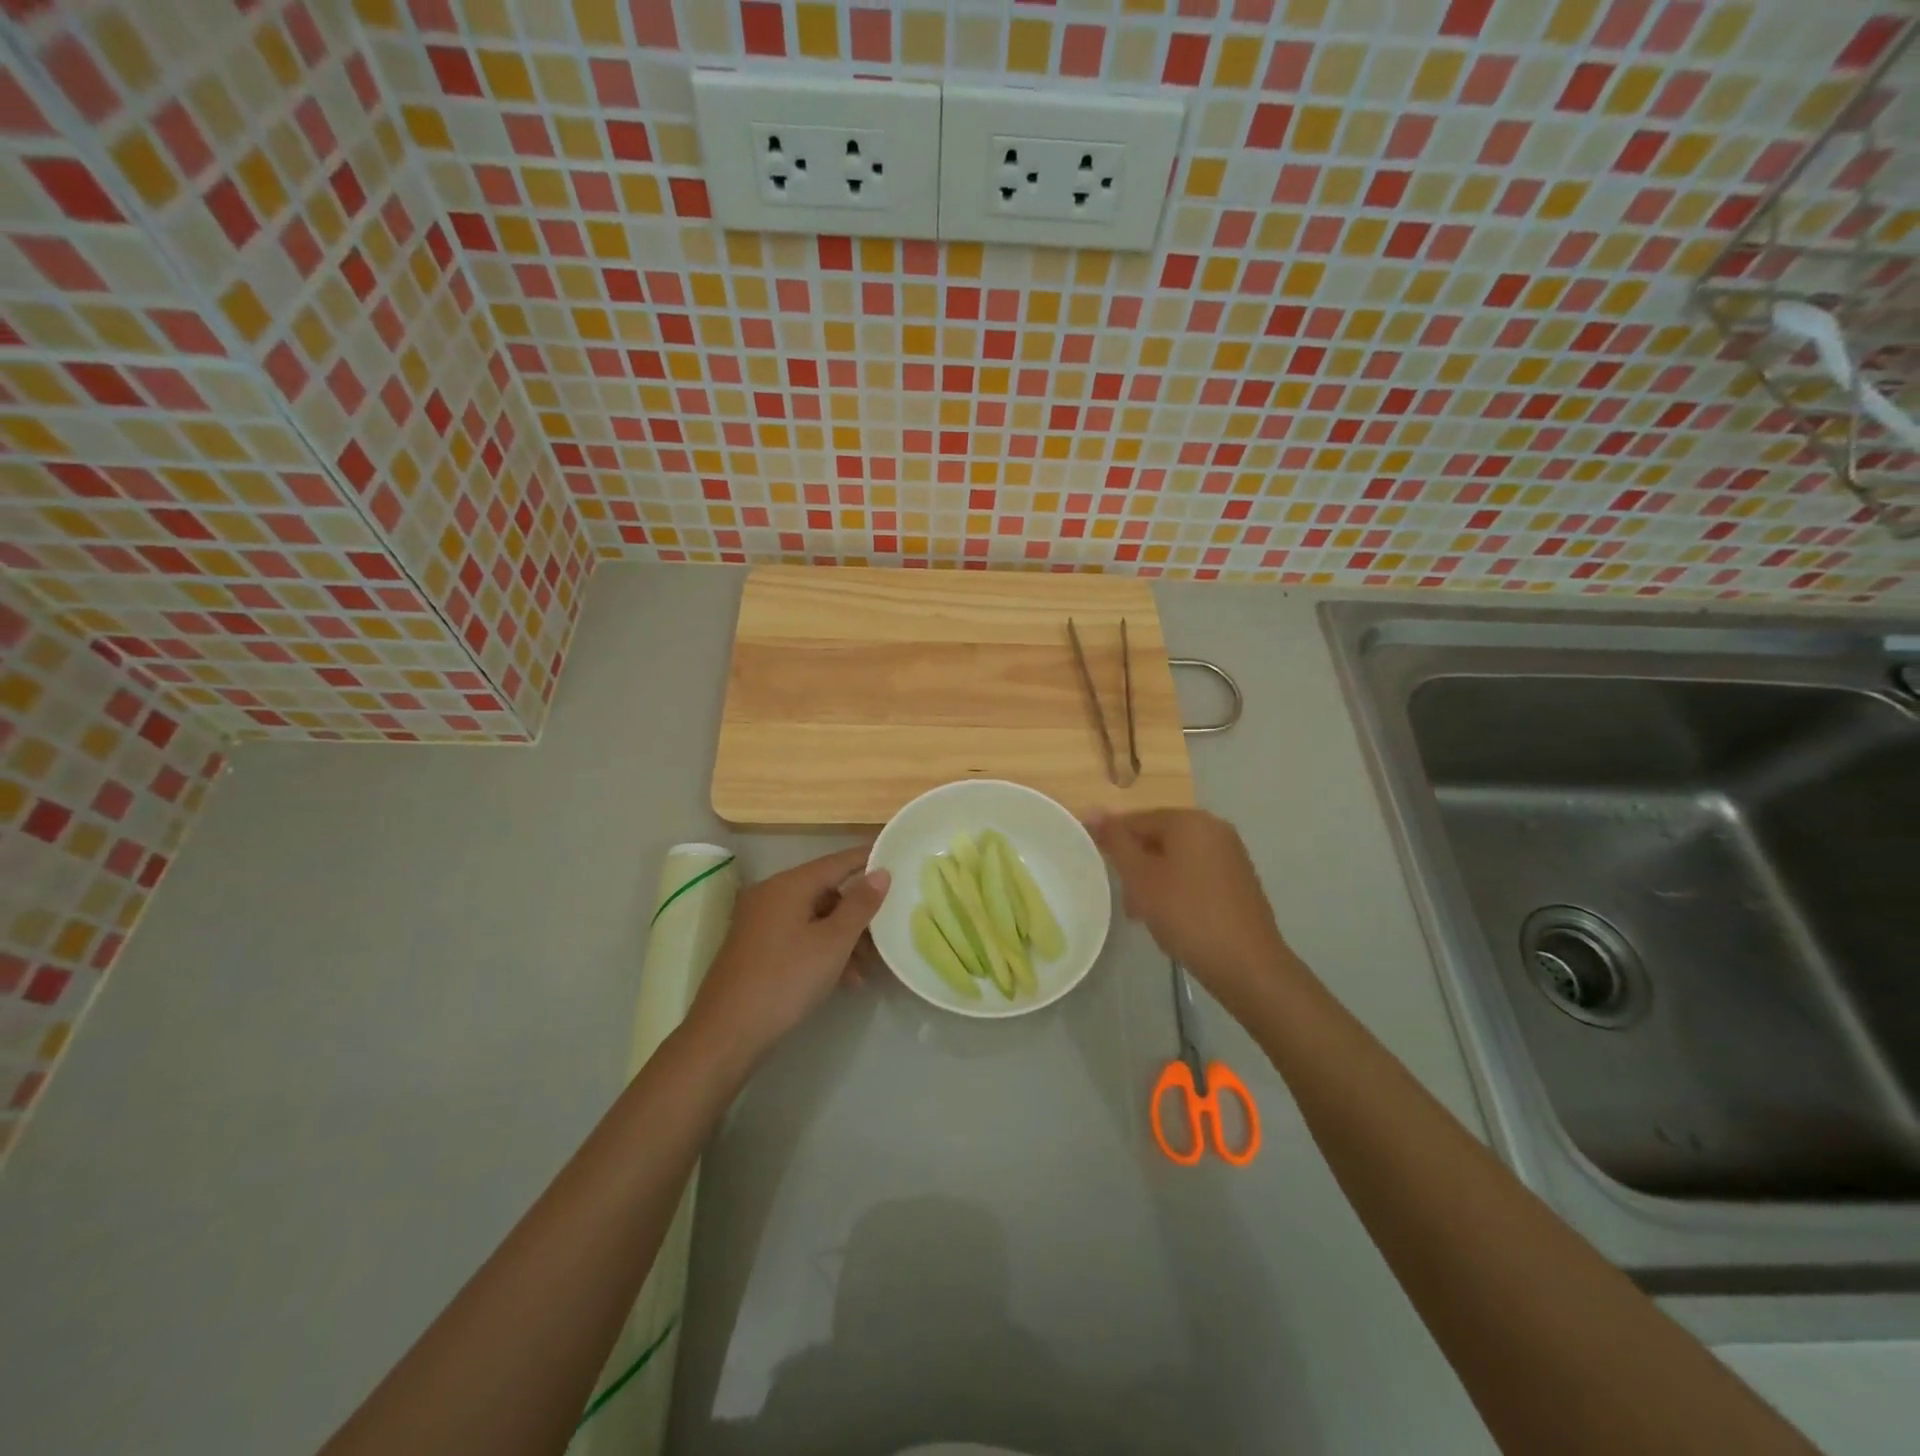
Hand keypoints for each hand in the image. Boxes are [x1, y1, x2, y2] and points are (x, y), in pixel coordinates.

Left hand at [686, 846, 890, 1068]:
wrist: (726, 1034)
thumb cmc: (785, 981)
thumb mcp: (832, 943)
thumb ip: (860, 905)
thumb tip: (881, 873)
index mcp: (788, 885)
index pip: (837, 861)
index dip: (868, 859)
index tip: (897, 856)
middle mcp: (770, 895)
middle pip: (826, 891)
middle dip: (858, 912)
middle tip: (887, 931)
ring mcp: (759, 922)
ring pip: (814, 918)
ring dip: (843, 938)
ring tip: (867, 968)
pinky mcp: (755, 948)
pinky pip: (798, 937)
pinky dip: (822, 950)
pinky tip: (844, 979)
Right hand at [1087, 809, 1298, 1011]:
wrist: (1246, 964)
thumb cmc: (1186, 914)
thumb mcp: (1140, 877)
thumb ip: (1115, 841)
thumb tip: (1090, 810)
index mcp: (1190, 820)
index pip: (1136, 820)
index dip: (1114, 845)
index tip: (1105, 875)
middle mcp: (1214, 828)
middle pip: (1158, 838)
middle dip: (1137, 866)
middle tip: (1127, 901)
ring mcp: (1231, 854)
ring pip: (1177, 858)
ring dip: (1155, 881)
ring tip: (1146, 915)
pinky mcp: (1239, 880)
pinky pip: (1197, 873)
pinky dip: (1179, 889)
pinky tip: (1173, 918)